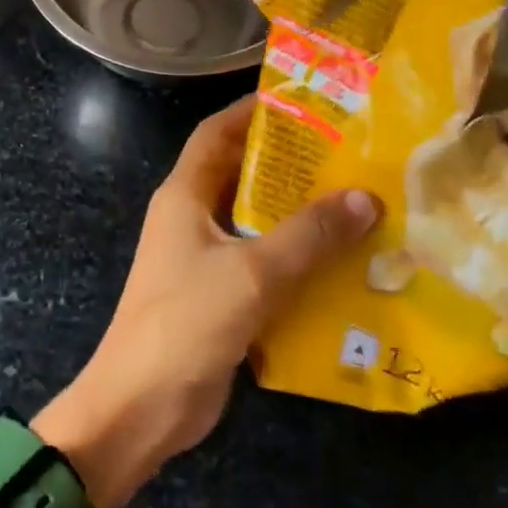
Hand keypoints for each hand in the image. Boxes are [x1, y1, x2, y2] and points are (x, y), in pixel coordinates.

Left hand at [36, 95, 378, 507]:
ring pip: (255, 222)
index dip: (252, 111)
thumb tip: (365, 197)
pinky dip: (295, 260)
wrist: (141, 407)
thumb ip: (308, 235)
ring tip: (357, 203)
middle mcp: (192, 217)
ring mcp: (203, 259)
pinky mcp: (219, 296)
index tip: (303, 101)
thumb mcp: (252, 273)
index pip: (217, 133)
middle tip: (348, 153)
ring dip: (297, 215)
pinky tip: (342, 265)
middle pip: (241, 174)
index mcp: (185, 194)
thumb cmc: (187, 322)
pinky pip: (262, 264)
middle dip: (289, 163)